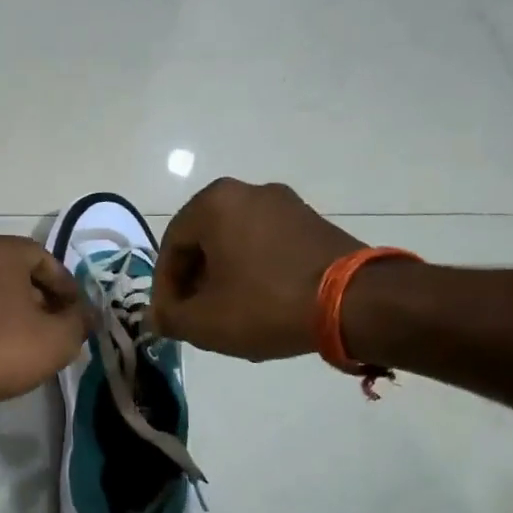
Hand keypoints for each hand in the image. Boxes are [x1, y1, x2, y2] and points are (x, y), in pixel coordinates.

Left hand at [0, 235, 87, 411]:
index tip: (76, 313)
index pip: (45, 258)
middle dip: (42, 296)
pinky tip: (3, 345)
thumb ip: (80, 321)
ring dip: (17, 308)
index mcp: (0, 251)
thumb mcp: (58, 339)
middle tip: (58, 325)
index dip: (67, 285)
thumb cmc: (3, 348)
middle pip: (18, 271)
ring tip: (34, 338)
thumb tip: (88, 314)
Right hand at [152, 178, 370, 360]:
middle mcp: (248, 191)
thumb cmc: (266, 304)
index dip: (164, 289)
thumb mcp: (204, 321)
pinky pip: (267, 245)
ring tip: (228, 314)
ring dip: (224, 277)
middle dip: (195, 281)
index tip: (170, 319)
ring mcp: (286, 203)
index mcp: (214, 203)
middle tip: (196, 316)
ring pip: (236, 243)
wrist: (355, 302)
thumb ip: (170, 317)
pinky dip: (255, 271)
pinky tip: (262, 304)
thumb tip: (157, 317)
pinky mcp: (314, 221)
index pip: (170, 247)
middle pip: (204, 241)